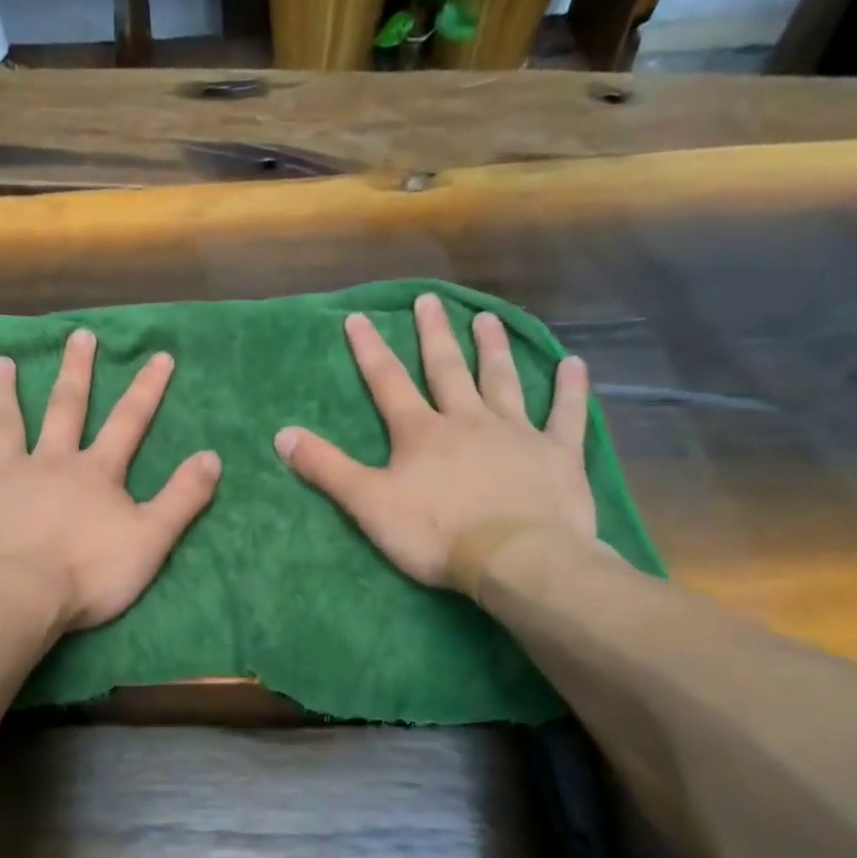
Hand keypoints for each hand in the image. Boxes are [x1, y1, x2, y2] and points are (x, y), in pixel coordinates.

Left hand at [0, 328, 220, 630]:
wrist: (22, 596)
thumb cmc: (90, 572)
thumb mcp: (152, 538)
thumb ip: (183, 497)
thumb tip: (213, 457)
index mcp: (95, 472)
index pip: (129, 421)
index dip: (147, 388)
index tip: (160, 355)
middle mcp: (51, 462)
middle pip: (65, 408)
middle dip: (75, 371)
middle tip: (78, 335)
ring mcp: (6, 478)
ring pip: (4, 426)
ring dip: (3, 393)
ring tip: (0, 362)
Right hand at [275, 292, 596, 589]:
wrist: (516, 557)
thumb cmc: (436, 533)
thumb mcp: (368, 504)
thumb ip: (326, 468)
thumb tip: (281, 434)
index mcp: (421, 432)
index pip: (388, 382)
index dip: (370, 350)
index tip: (359, 317)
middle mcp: (467, 420)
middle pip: (447, 370)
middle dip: (434, 335)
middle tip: (430, 300)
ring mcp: (517, 433)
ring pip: (502, 381)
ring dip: (493, 349)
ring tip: (488, 319)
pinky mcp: (557, 454)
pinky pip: (566, 415)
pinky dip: (570, 390)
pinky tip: (575, 364)